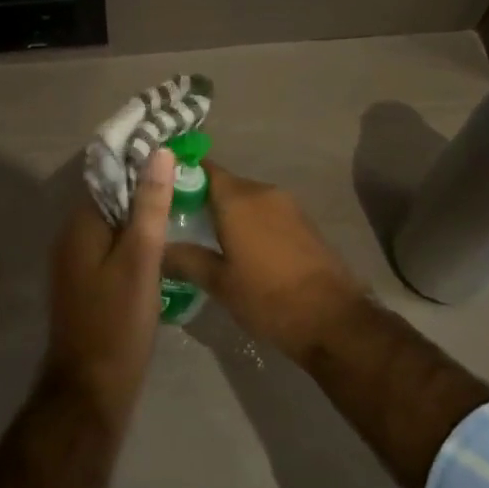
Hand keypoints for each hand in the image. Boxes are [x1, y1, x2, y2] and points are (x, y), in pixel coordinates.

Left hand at [46, 147, 173, 406]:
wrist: (91, 390)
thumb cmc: (118, 322)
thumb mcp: (140, 259)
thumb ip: (149, 206)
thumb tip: (159, 152)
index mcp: (80, 225)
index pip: (107, 174)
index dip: (138, 157)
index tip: (173, 148)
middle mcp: (72, 237)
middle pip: (110, 197)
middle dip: (143, 182)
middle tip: (186, 174)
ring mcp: (78, 263)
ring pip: (113, 223)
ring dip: (142, 210)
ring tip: (183, 201)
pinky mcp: (88, 283)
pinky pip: (113, 246)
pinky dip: (136, 237)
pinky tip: (164, 242)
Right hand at [163, 164, 364, 360]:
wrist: (333, 319)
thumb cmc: (268, 298)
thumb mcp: (219, 283)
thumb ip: (186, 259)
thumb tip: (156, 248)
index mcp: (238, 199)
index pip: (204, 168)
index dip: (181, 173)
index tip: (162, 188)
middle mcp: (263, 192)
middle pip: (225, 184)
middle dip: (201, 197)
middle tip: (177, 220)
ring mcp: (288, 205)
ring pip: (247, 199)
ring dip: (227, 211)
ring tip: (205, 237)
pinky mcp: (304, 222)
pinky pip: (266, 211)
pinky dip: (249, 221)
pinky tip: (239, 247)